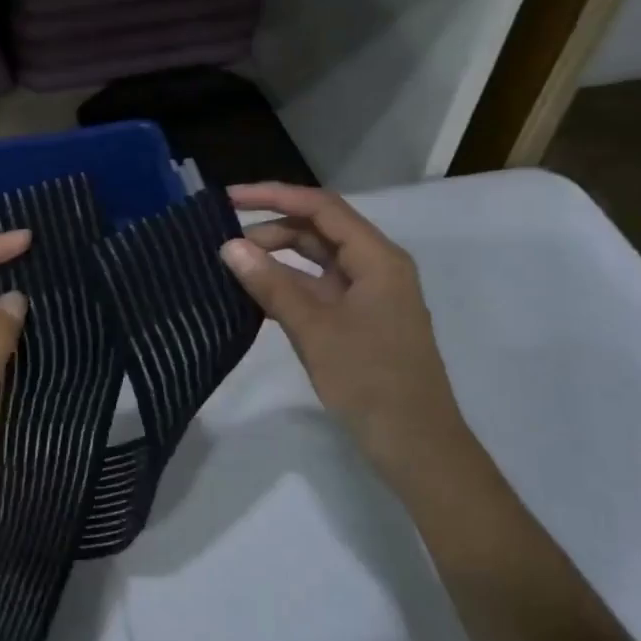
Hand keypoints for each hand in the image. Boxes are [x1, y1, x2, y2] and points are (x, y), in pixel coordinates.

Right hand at [221, 183, 473, 480]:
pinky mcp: (357, 322)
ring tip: (232, 268)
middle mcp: (375, 268)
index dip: (274, 196)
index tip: (229, 199)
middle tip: (224, 245)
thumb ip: (271, 284)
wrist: (415, 445)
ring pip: (316, 263)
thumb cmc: (370, 380)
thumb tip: (229, 246)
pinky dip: (287, 288)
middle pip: (318, 232)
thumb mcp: (315, 329)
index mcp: (377, 258)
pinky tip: (253, 298)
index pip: (321, 208)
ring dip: (277, 261)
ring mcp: (367, 296)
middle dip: (272, 230)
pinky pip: (317, 291)